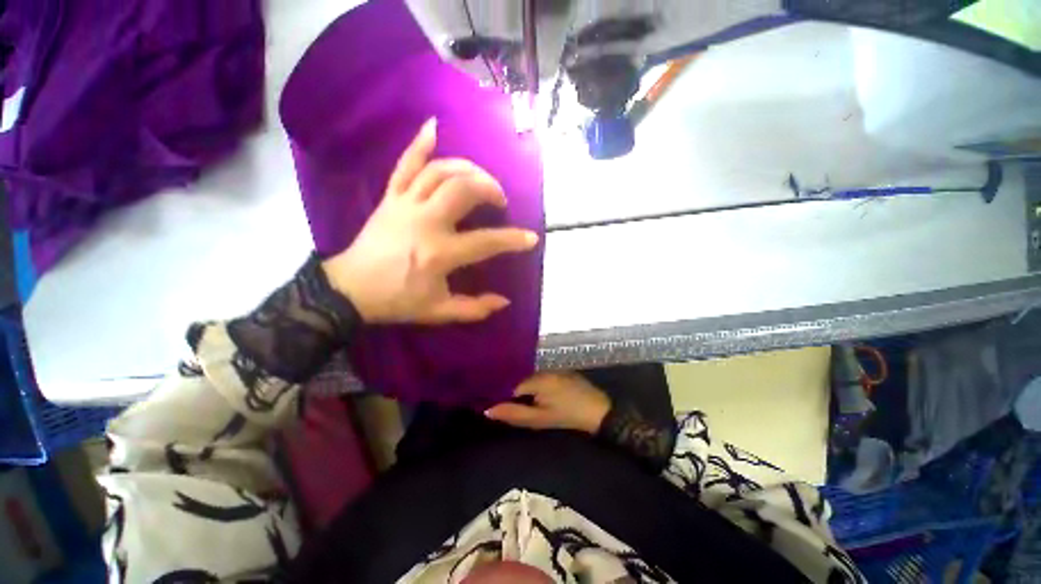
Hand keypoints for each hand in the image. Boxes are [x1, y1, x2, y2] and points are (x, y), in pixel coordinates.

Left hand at [322, 119, 538, 323]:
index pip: (487, 241)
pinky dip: (419, 143)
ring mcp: (405, 204)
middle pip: (464, 189)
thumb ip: (475, 308)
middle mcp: (425, 221)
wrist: (349, 290)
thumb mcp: (439, 311)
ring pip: (440, 171)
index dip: (513, 240)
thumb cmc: (397, 301)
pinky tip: (434, 127)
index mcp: (440, 253)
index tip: (531, 238)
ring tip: (480, 179)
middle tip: (499, 201)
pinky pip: (405, 164)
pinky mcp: (390, 197)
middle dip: (490, 189)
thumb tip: (504, 301)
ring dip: (467, 169)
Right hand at [484, 372, 610, 433]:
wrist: (600, 411)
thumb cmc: (568, 416)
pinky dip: (537, 386)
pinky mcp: (562, 373)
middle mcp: (543, 369)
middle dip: (513, 392)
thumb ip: (514, 414)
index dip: (502, 395)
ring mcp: (554, 370)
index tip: (496, 404)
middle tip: (510, 405)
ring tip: (523, 401)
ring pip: (531, 378)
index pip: (510, 383)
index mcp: (537, 378)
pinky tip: (539, 396)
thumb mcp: (540, 419)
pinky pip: (543, 377)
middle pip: (521, 379)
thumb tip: (488, 410)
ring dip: (526, 388)